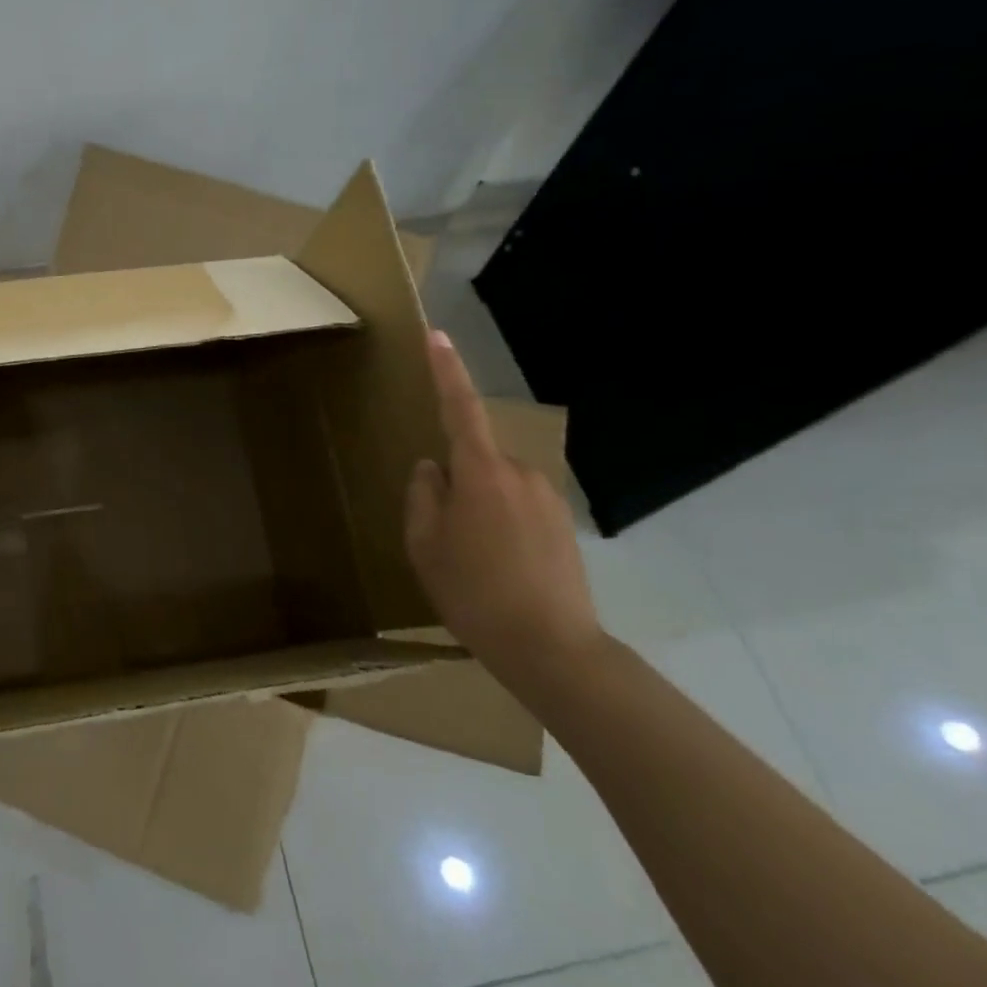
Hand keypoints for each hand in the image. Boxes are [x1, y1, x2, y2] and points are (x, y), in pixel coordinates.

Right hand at [404, 330, 601, 686]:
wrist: (553, 650)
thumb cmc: (474, 592)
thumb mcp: (424, 545)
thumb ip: (422, 495)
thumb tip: (433, 469)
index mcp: (480, 472)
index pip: (459, 407)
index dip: (446, 370)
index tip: (437, 335)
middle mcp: (520, 474)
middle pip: (475, 459)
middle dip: (454, 482)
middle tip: (442, 536)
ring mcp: (548, 499)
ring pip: (496, 487)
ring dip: (478, 509)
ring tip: (472, 564)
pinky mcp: (564, 526)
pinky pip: (519, 509)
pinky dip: (501, 528)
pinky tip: (499, 571)